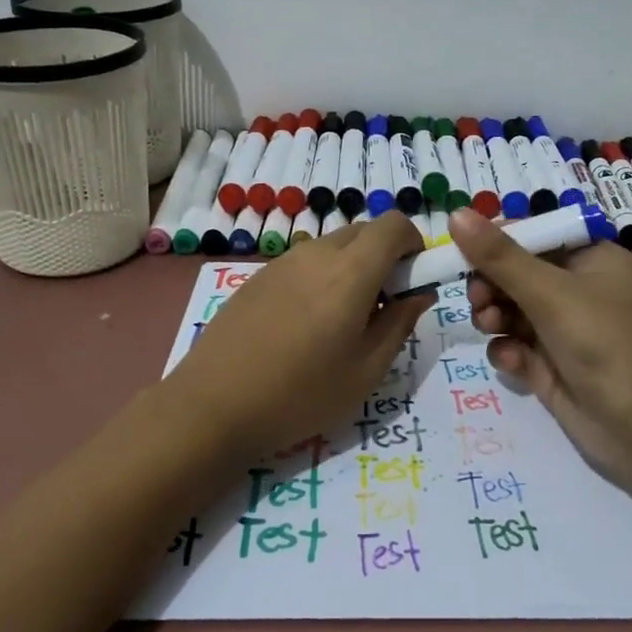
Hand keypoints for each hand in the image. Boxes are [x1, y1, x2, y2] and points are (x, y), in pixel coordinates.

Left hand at [169, 213, 430, 458]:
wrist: (212, 406)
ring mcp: (282, 263)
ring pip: (332, 247)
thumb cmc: (300, 395)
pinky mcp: (257, 277)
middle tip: (381, 306)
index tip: (413, 279)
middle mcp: (316, 254)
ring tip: (340, 322)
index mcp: (350, 272)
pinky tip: (304, 326)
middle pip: (363, 232)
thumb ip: (400, 324)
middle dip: (384, 257)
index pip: (393, 224)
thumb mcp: (366, 371)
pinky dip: (321, 278)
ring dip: (352, 268)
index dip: (413, 242)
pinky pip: (304, 263)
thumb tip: (420, 293)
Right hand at [452, 207, 631, 489]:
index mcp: (591, 258)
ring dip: (493, 314)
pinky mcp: (552, 365)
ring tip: (490, 325)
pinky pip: (516, 345)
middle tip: (477, 297)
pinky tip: (513, 361)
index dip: (498, 240)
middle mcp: (578, 289)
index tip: (462, 250)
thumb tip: (455, 214)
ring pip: (511, 309)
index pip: (535, 234)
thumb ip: (499, 256)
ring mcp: (565, 329)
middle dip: (491, 282)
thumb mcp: (551, 293)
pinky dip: (508, 349)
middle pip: (517, 272)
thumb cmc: (606, 343)